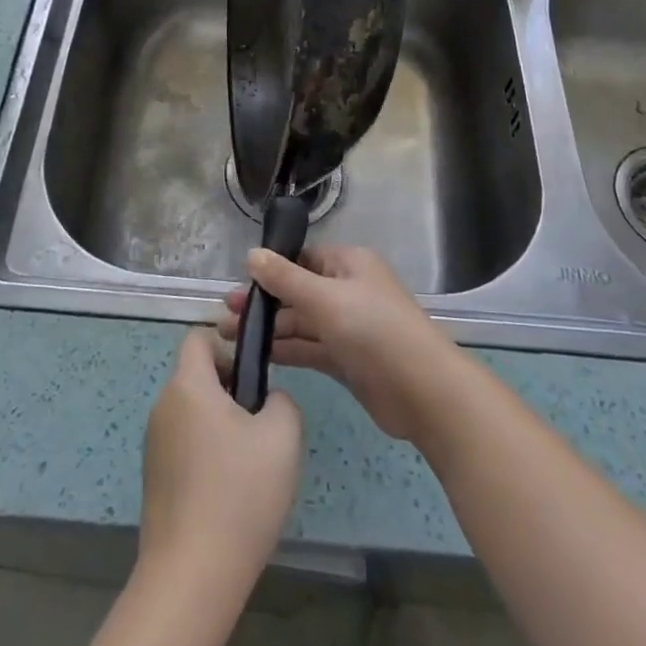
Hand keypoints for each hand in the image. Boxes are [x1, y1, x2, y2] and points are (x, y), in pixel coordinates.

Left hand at [138, 328, 303, 593]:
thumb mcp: (282, 436)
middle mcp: (163, 406)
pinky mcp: (153, 479)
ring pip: (193, 414)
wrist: (191, 576)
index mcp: (188, 385)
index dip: (228, 344)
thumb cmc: (239, 493)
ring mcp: (154, 444)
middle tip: (262, 427)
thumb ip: (281, 401)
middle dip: (231, 391)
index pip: (199, 338)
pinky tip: (230, 494)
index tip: (255, 375)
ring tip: (250, 466)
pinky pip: (185, 446)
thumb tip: (267, 400)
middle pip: (198, 377)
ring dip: (221, 426)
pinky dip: (207, 456)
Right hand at [218, 246, 463, 445]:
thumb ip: (285, 278)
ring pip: (301, 323)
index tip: (238, 282)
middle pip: (298, 292)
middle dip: (262, 302)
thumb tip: (252, 254)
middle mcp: (347, 291)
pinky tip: (256, 357)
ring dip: (268, 329)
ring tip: (226, 336)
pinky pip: (309, 349)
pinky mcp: (346, 361)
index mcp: (349, 264)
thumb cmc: (373, 330)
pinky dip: (285, 351)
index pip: (303, 259)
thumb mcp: (325, 298)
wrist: (423, 391)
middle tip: (222, 314)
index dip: (271, 269)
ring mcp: (348, 327)